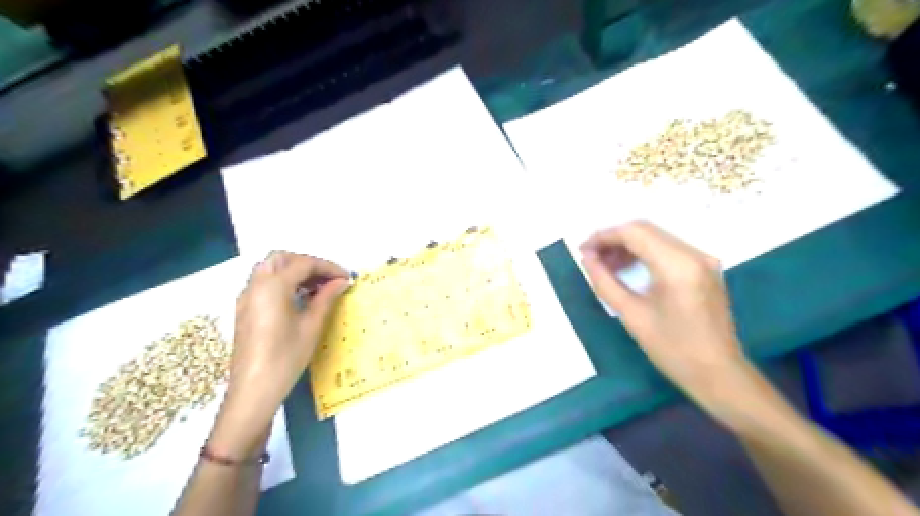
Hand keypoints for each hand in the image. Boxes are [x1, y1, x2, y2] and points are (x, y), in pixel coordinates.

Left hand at [210, 251, 351, 456]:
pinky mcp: (245, 309)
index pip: (303, 264)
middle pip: (282, 258)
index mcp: (272, 287)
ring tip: (318, 288)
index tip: (346, 278)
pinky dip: (283, 281)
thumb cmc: (286, 358)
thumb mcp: (311, 326)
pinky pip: (264, 283)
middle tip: (328, 279)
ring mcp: (247, 297)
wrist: (252, 391)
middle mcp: (255, 285)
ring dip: (294, 271)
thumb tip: (342, 282)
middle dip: (308, 263)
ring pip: (270, 269)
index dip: (328, 267)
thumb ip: (326, 298)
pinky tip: (299, 299)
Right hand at [581, 220, 754, 410]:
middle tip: (591, 258)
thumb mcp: (631, 315)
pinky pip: (668, 249)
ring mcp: (703, 259)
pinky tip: (629, 269)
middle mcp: (694, 253)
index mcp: (677, 265)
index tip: (583, 250)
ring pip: (656, 237)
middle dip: (614, 239)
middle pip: (645, 229)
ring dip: (628, 246)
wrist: (719, 375)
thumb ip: (605, 281)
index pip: (634, 233)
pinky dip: (644, 253)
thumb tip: (587, 257)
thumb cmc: (673, 349)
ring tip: (606, 266)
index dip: (604, 236)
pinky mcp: (704, 267)